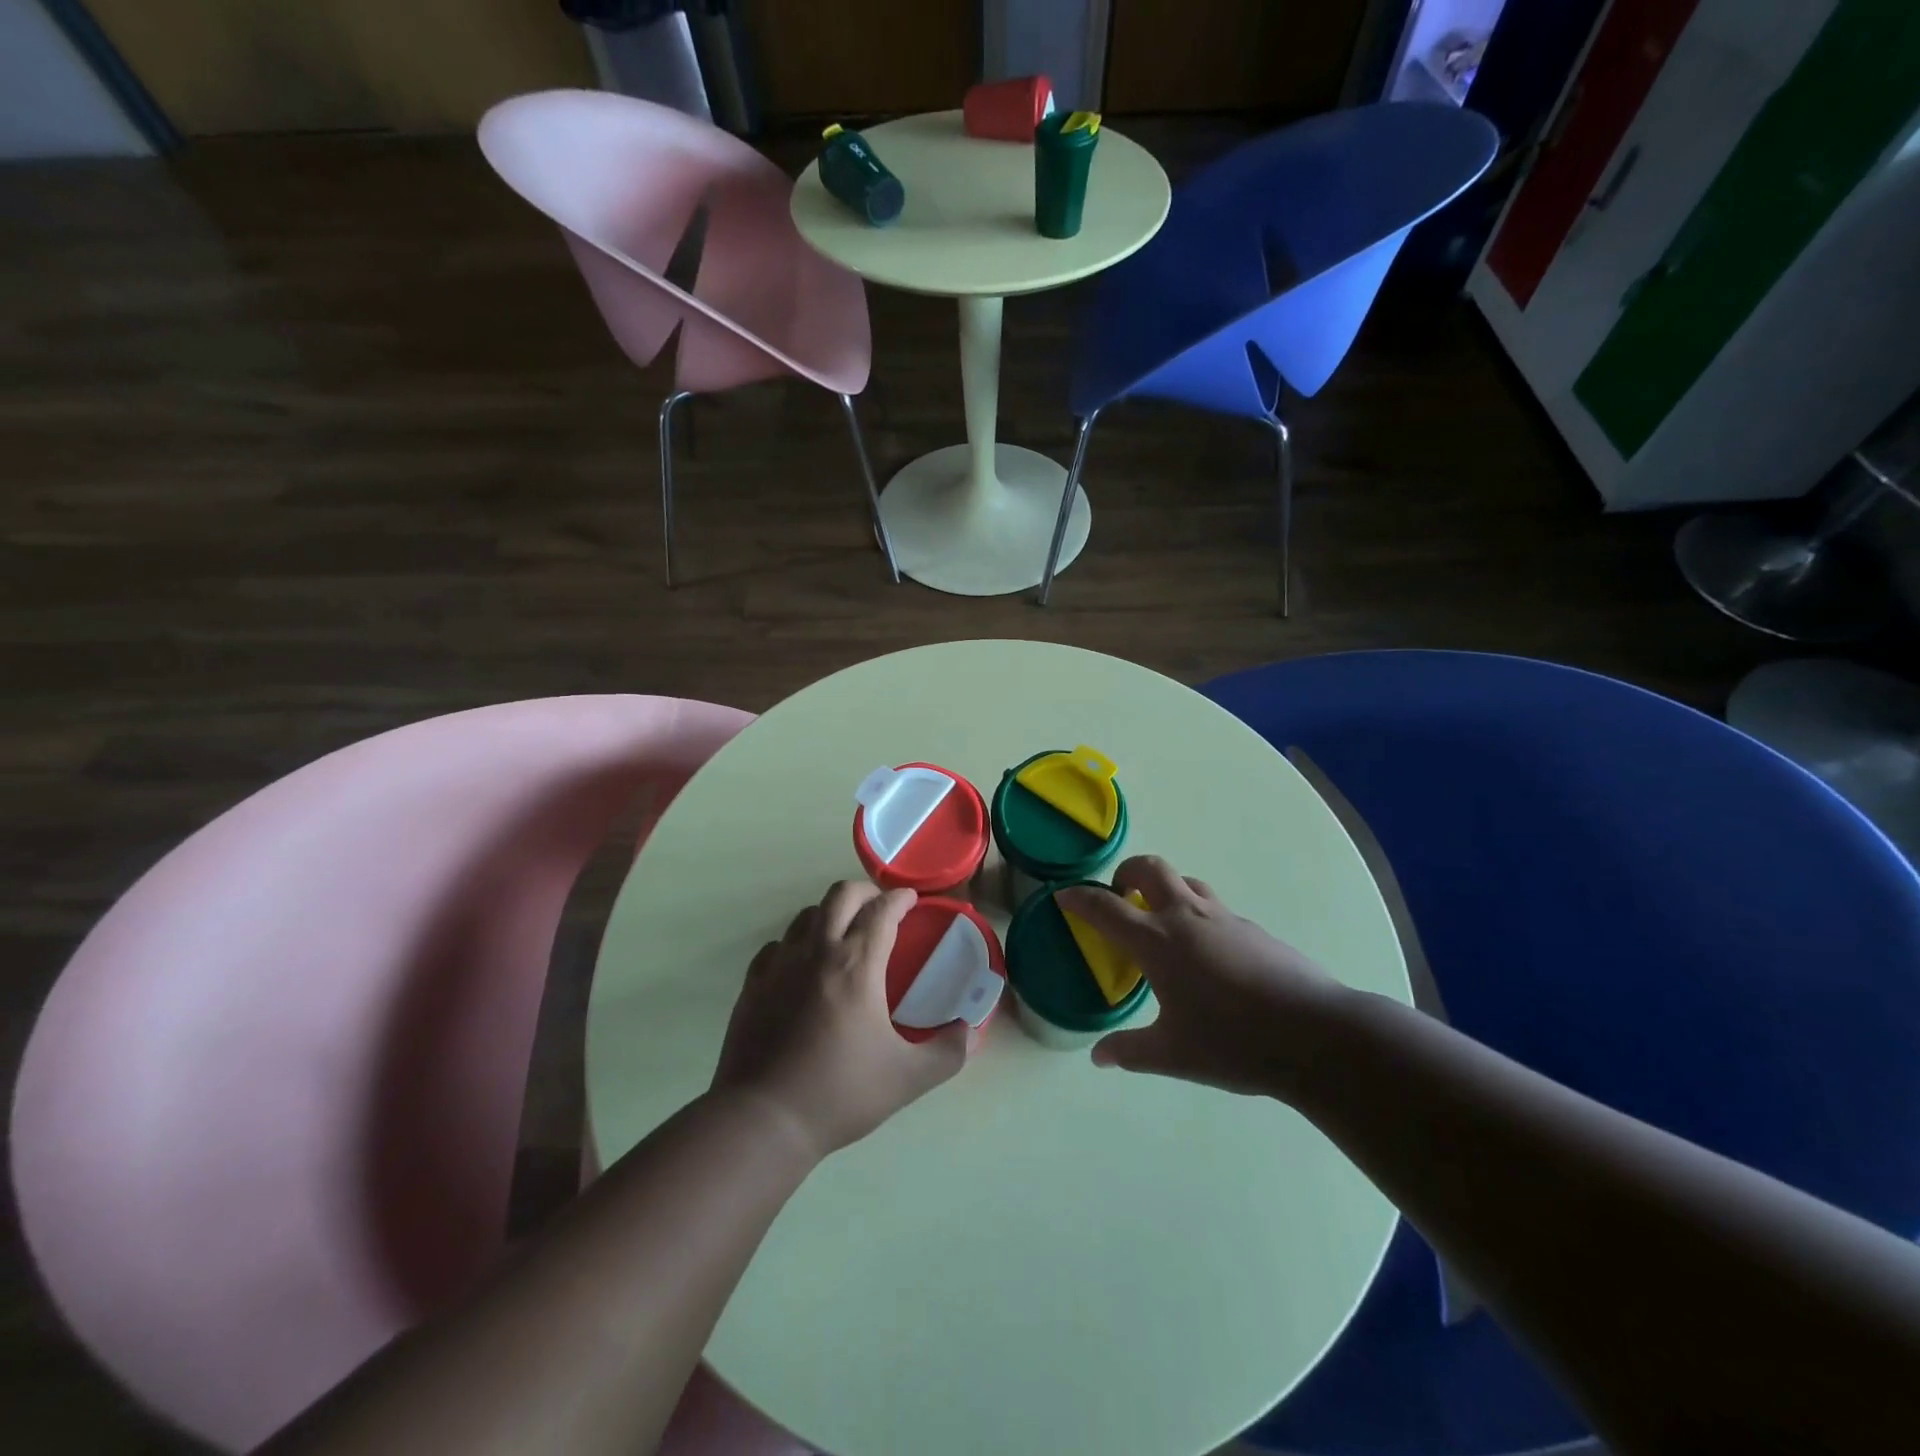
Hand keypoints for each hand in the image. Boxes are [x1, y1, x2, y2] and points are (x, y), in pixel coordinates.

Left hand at [713, 881, 968, 1160]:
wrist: (763, 1120)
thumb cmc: (839, 1093)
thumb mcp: (907, 1078)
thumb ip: (947, 1053)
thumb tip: (970, 1032)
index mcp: (857, 965)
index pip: (882, 910)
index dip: (900, 899)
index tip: (912, 900)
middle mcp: (817, 951)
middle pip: (841, 895)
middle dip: (866, 892)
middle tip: (881, 909)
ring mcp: (780, 964)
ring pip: (807, 915)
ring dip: (831, 914)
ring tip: (844, 935)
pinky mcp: (753, 983)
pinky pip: (778, 945)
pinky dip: (797, 944)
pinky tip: (803, 966)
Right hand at [1054, 856, 1343, 1096]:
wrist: (1316, 1035)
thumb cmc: (1233, 1042)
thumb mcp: (1173, 1054)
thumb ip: (1130, 1051)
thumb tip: (1099, 1057)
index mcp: (1158, 942)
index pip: (1106, 907)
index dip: (1079, 898)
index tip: (1063, 895)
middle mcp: (1187, 917)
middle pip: (1150, 868)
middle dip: (1126, 873)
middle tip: (1119, 896)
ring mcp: (1225, 918)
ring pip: (1187, 882)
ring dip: (1165, 889)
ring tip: (1161, 921)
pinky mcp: (1254, 929)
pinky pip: (1214, 908)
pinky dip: (1196, 914)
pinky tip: (1206, 955)